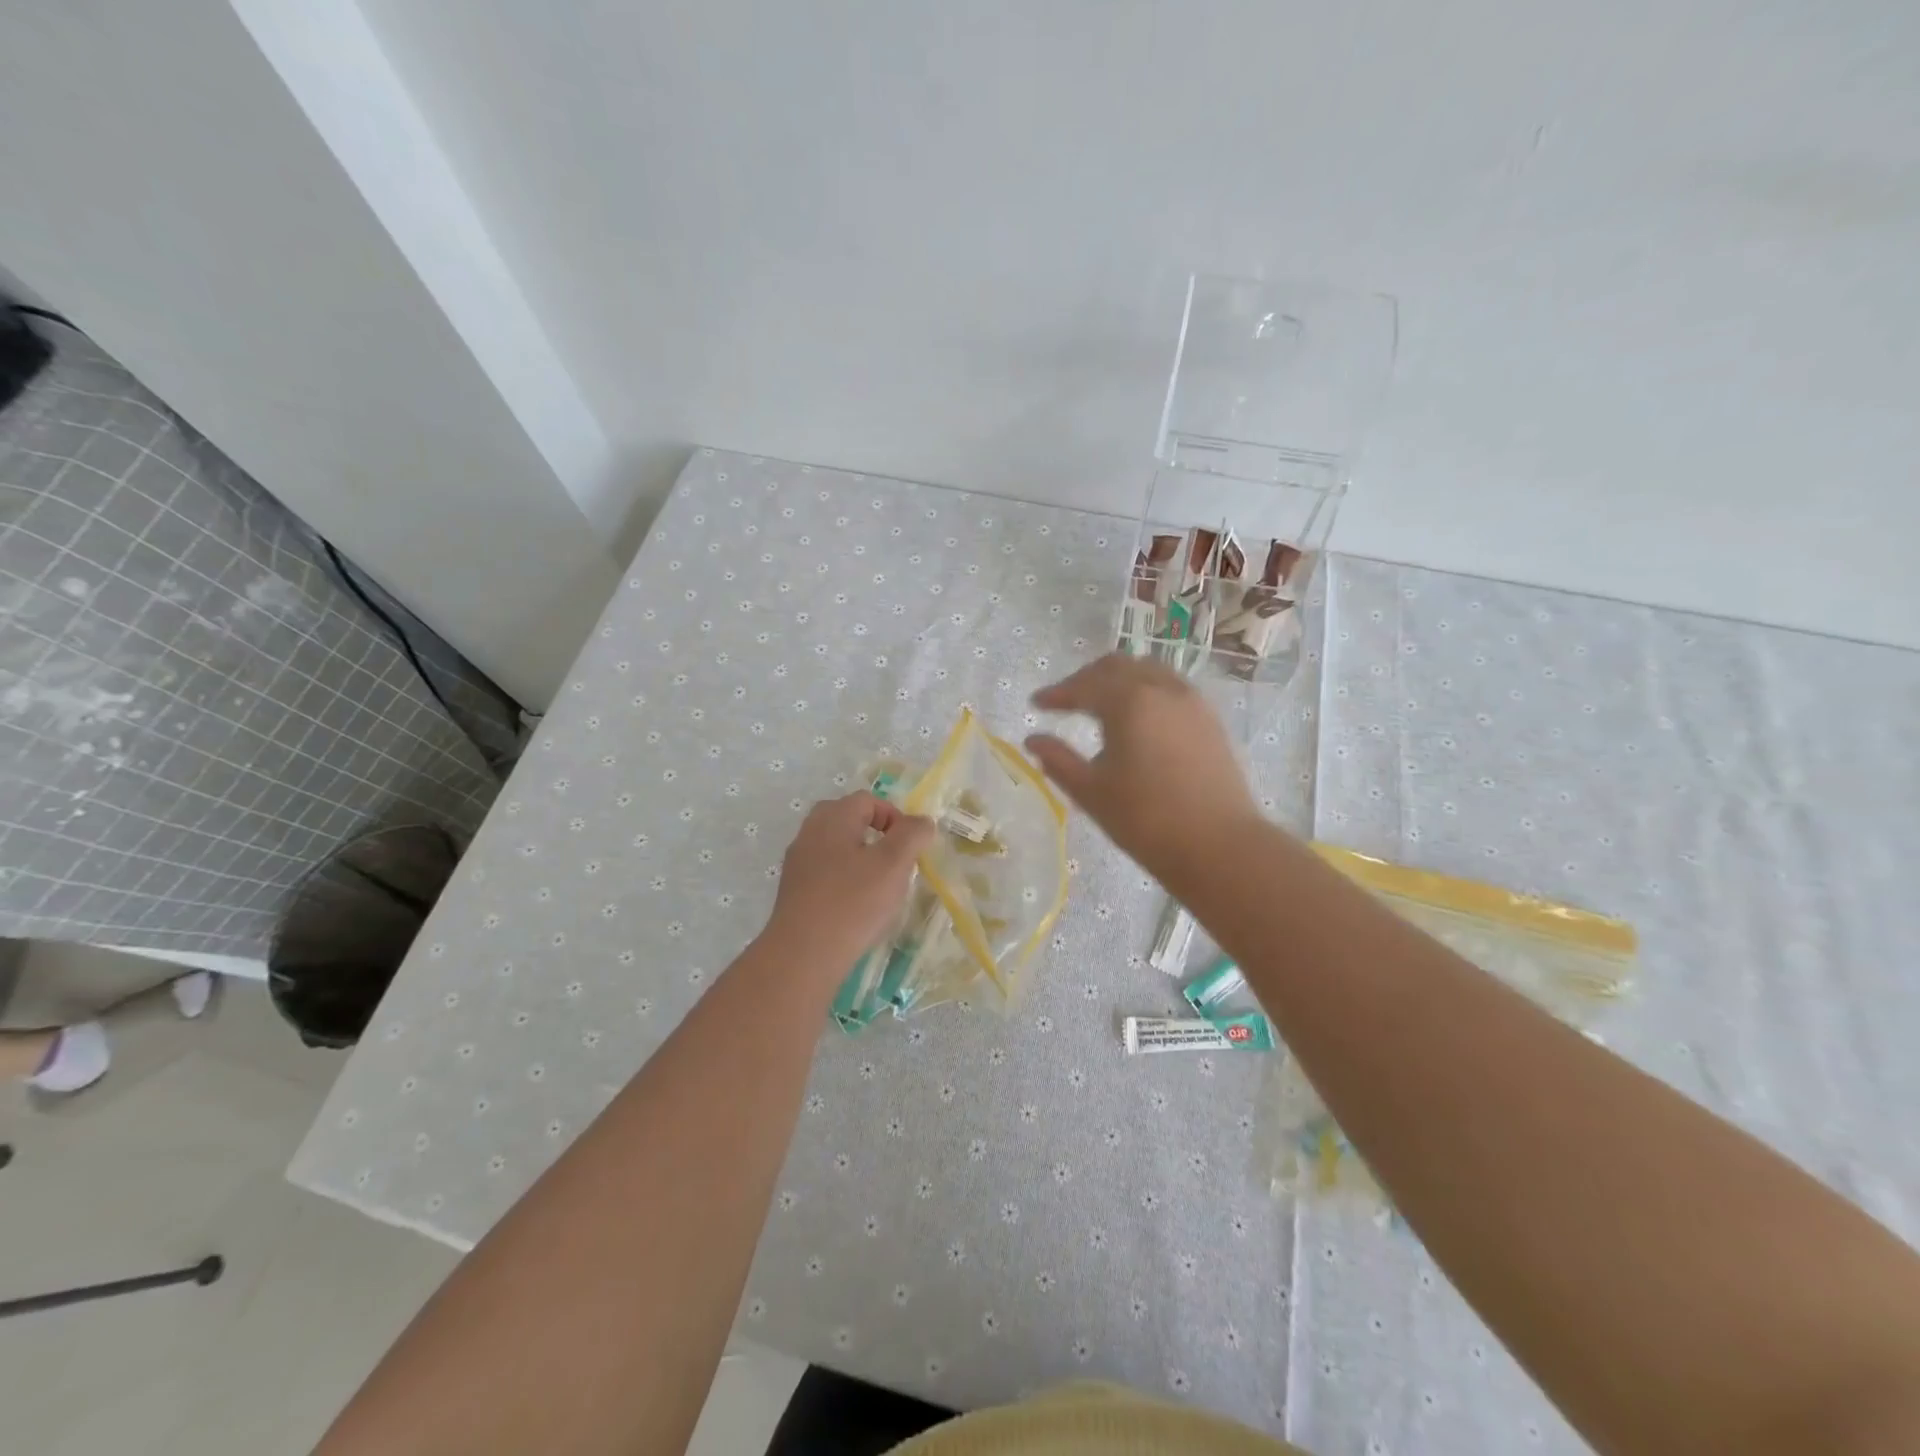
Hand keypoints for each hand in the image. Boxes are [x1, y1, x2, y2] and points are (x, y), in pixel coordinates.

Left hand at [762, 792, 934, 974]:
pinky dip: (844, 879)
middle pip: (848, 819)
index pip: (868, 800)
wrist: (803, 954)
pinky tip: (855, 906)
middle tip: (894, 862)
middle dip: (876, 835)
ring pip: (836, 846)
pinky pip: (824, 871)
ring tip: (879, 887)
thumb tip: (921, 821)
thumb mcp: (894, 864)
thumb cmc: (853, 902)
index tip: (910, 847)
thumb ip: (912, 835)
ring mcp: (798, 862)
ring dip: (860, 858)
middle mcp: (810, 832)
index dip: (895, 817)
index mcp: (833, 817)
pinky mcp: (793, 890)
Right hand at [1025, 654, 1258, 877]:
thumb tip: (1032, 740)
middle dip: (1087, 679)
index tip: (1035, 704)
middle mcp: (1161, 689)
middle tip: (1066, 700)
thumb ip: (1057, 759)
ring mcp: (1191, 702)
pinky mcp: (1210, 720)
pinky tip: (1139, 719)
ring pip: (1148, 671)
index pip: (1083, 686)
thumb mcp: (1091, 792)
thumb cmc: (1145, 820)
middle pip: (1117, 667)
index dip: (1056, 693)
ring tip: (1102, 704)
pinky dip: (1146, 691)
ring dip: (1119, 680)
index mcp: (1129, 701)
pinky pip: (1170, 688)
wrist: (1219, 846)